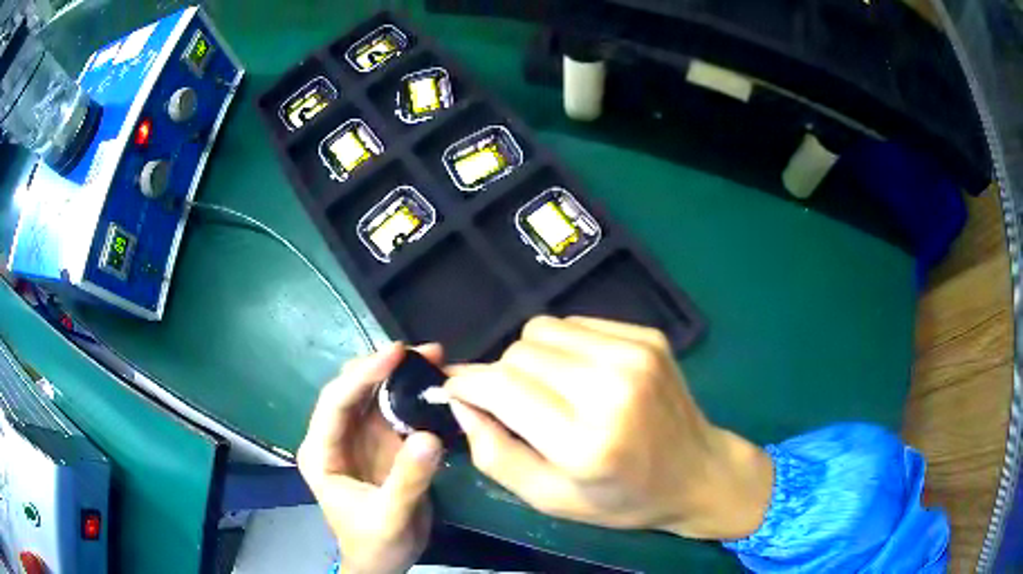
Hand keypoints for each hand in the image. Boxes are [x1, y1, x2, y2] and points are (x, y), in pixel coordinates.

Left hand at [298, 343, 443, 573]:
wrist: (383, 563)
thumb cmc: (375, 544)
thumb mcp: (390, 517)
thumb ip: (407, 479)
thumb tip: (430, 436)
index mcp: (321, 452)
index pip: (336, 403)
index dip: (363, 375)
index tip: (396, 354)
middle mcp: (336, 438)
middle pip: (353, 390)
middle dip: (384, 367)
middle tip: (424, 353)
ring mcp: (359, 440)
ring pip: (375, 396)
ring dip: (401, 377)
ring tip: (434, 360)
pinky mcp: (382, 446)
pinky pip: (396, 413)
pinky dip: (414, 397)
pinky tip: (434, 386)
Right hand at [446, 316, 773, 539]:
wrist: (698, 472)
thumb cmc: (622, 499)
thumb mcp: (550, 499)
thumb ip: (494, 454)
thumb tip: (460, 402)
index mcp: (586, 442)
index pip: (503, 387)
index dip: (468, 384)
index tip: (455, 390)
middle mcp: (611, 388)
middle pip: (519, 353)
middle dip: (501, 376)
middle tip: (516, 405)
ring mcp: (635, 354)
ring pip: (543, 329)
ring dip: (532, 357)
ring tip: (551, 389)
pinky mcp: (648, 336)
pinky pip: (577, 322)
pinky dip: (565, 346)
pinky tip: (582, 375)